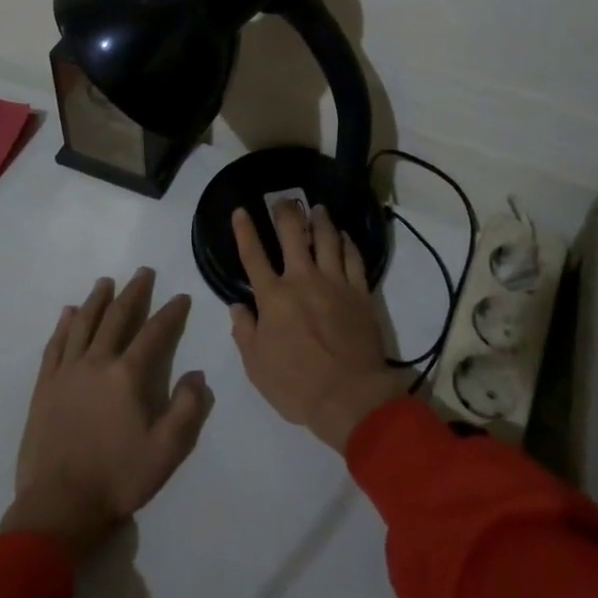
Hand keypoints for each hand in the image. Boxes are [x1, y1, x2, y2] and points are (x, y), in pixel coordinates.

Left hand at [0, 268, 213, 557]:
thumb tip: (197, 375)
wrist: (59, 506)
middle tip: (143, 272)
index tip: (182, 297)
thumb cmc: (117, 478)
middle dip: (134, 292)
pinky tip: (68, 313)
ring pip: (84, 324)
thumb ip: (188, 409)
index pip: (154, 333)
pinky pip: (55, 346)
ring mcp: (66, 373)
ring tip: (106, 282)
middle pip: (117, 317)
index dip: (171, 313)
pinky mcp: (44, 387)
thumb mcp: (167, 451)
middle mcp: (96, 363)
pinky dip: (64, 326)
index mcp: (127, 376)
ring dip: (97, 300)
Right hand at [229, 201, 409, 452]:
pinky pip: (353, 258)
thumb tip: (238, 306)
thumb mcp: (257, 367)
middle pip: (293, 235)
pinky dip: (348, 243)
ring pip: (327, 239)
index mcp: (273, 297)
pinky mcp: (360, 292)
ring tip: (318, 208)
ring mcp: (334, 283)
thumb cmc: (297, 385)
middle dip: (286, 213)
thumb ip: (244, 332)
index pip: (253, 255)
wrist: (351, 396)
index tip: (241, 210)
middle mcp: (303, 280)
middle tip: (283, 200)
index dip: (245, 231)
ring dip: (321, 220)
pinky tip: (344, 236)